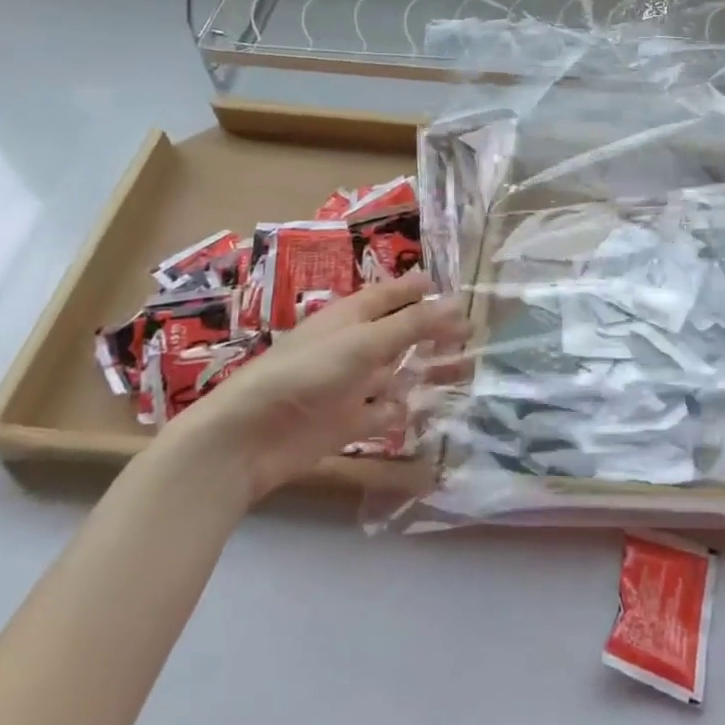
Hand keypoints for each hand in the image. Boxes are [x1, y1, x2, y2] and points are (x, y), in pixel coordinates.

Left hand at [158, 275, 467, 505]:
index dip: (420, 288)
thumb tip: (460, 303)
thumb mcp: (366, 341)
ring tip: (466, 371)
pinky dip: (404, 409)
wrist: (251, 436)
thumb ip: (413, 323)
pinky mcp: (348, 422)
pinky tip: (430, 410)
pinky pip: (384, 411)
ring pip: (397, 372)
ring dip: (426, 371)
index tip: (453, 287)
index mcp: (353, 316)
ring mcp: (351, 384)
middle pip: (400, 333)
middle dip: (433, 332)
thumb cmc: (308, 372)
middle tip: (472, 334)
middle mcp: (354, 345)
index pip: (393, 293)